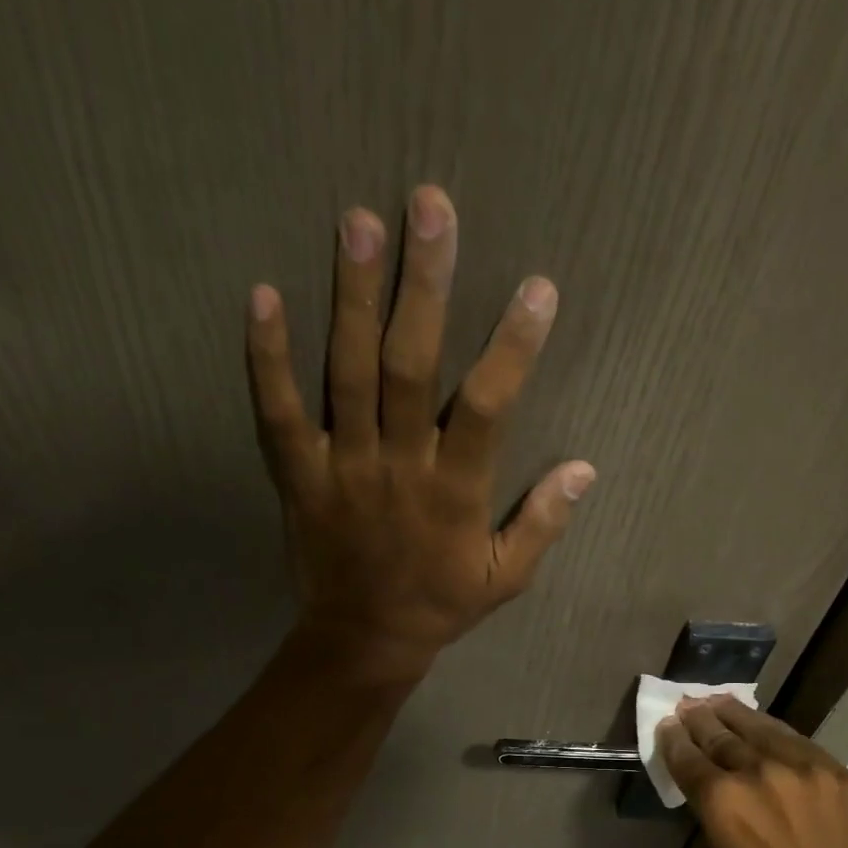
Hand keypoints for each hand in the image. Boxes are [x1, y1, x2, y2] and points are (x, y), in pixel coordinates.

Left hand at [246, 185, 594, 679]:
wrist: (364, 640)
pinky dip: (267, 358)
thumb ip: (543, 522)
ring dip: (354, 298)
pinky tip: (262, 296)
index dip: (514, 346)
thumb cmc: (441, 604)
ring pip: (347, 374)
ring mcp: (344, 467)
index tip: (537, 288)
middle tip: (430, 206)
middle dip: (424, 286)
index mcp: (455, 491)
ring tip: (359, 223)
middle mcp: (400, 466)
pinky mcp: (299, 475)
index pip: (489, 406)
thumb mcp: (507, 577)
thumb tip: (584, 468)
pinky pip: (278, 413)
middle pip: (411, 367)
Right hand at [658, 696, 847, 847]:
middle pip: (721, 735)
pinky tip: (763, 725)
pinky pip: (798, 741)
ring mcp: (804, 768)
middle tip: (687, 705)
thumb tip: (711, 782)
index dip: (673, 740)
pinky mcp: (837, 771)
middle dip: (700, 719)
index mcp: (724, 803)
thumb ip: (718, 812)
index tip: (666, 725)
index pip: (689, 758)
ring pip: (761, 728)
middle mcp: (760, 773)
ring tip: (719, 701)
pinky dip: (774, 731)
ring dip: (734, 714)